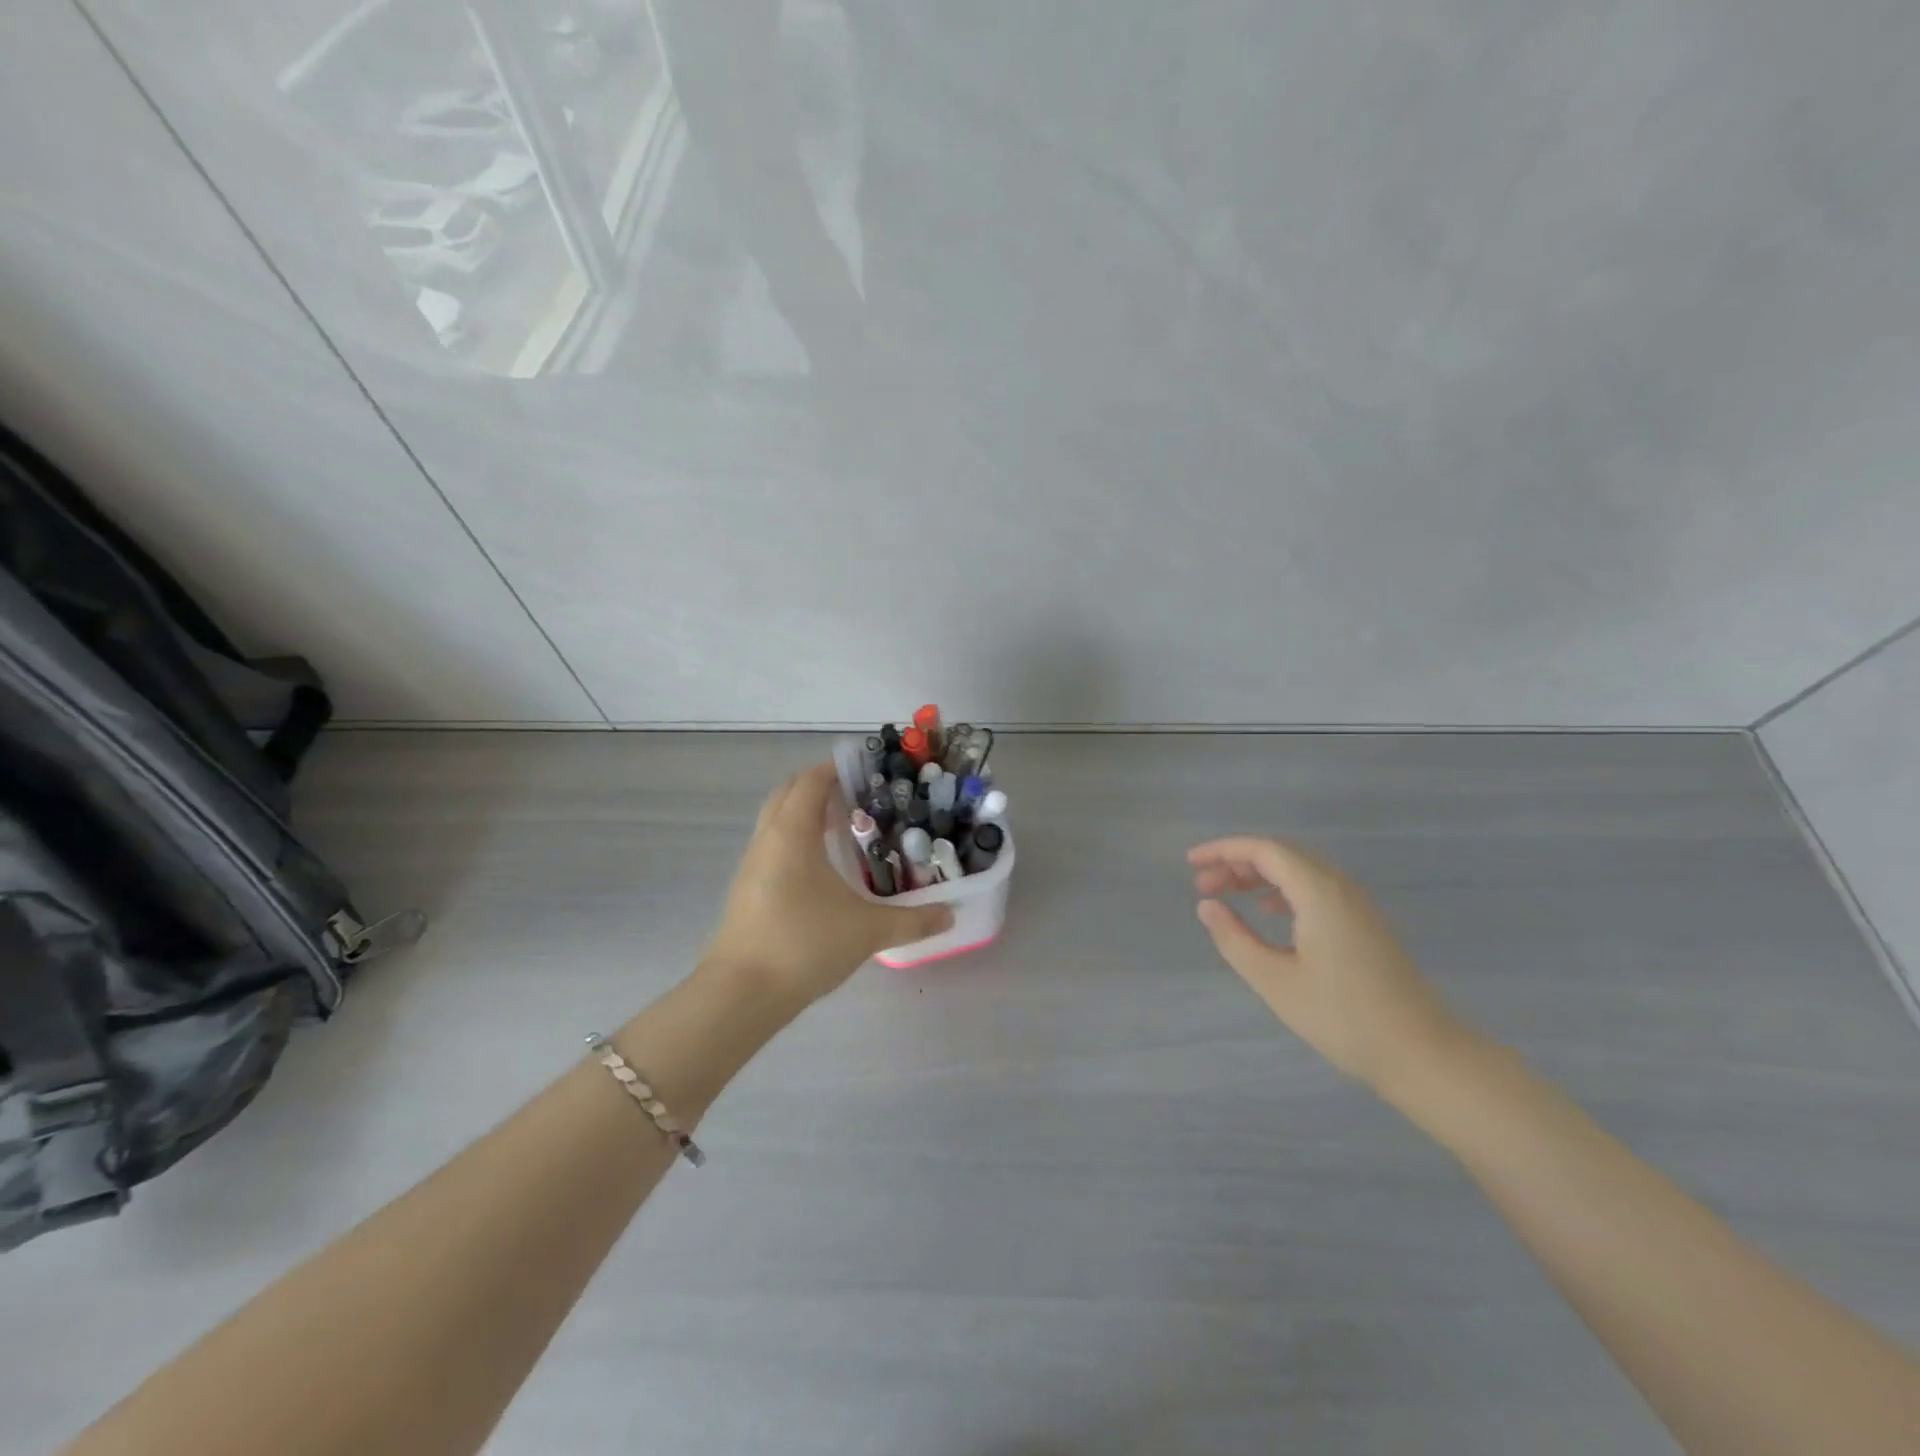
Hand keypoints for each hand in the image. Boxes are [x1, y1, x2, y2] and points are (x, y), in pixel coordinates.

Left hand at [703, 763, 953, 1004]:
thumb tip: (950, 916)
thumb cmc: (804, 944)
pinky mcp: (747, 889)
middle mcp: (767, 839)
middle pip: (788, 793)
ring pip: (776, 820)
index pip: (811, 781)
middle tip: (858, 795)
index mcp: (792, 833)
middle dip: (819, 786)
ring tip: (844, 826)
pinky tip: (822, 866)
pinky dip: (796, 839)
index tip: (867, 769)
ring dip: (805, 813)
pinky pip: (773, 845)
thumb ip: (913, 921)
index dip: (836, 768)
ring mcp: (752, 865)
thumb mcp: (867, 931)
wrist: (741, 994)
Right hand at [1189, 835, 1469, 1097]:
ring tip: (1226, 894)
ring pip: (1299, 871)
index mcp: (1319, 892)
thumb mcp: (1275, 980)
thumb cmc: (1342, 1017)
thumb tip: (1207, 906)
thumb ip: (1235, 939)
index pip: (1264, 850)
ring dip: (1259, 876)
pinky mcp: (1364, 924)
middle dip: (1238, 862)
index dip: (1224, 850)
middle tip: (1202, 884)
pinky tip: (1266, 912)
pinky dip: (1282, 890)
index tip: (1191, 863)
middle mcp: (1340, 887)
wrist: (1422, 1054)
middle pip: (1282, 854)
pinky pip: (1315, 888)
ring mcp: (1356, 905)